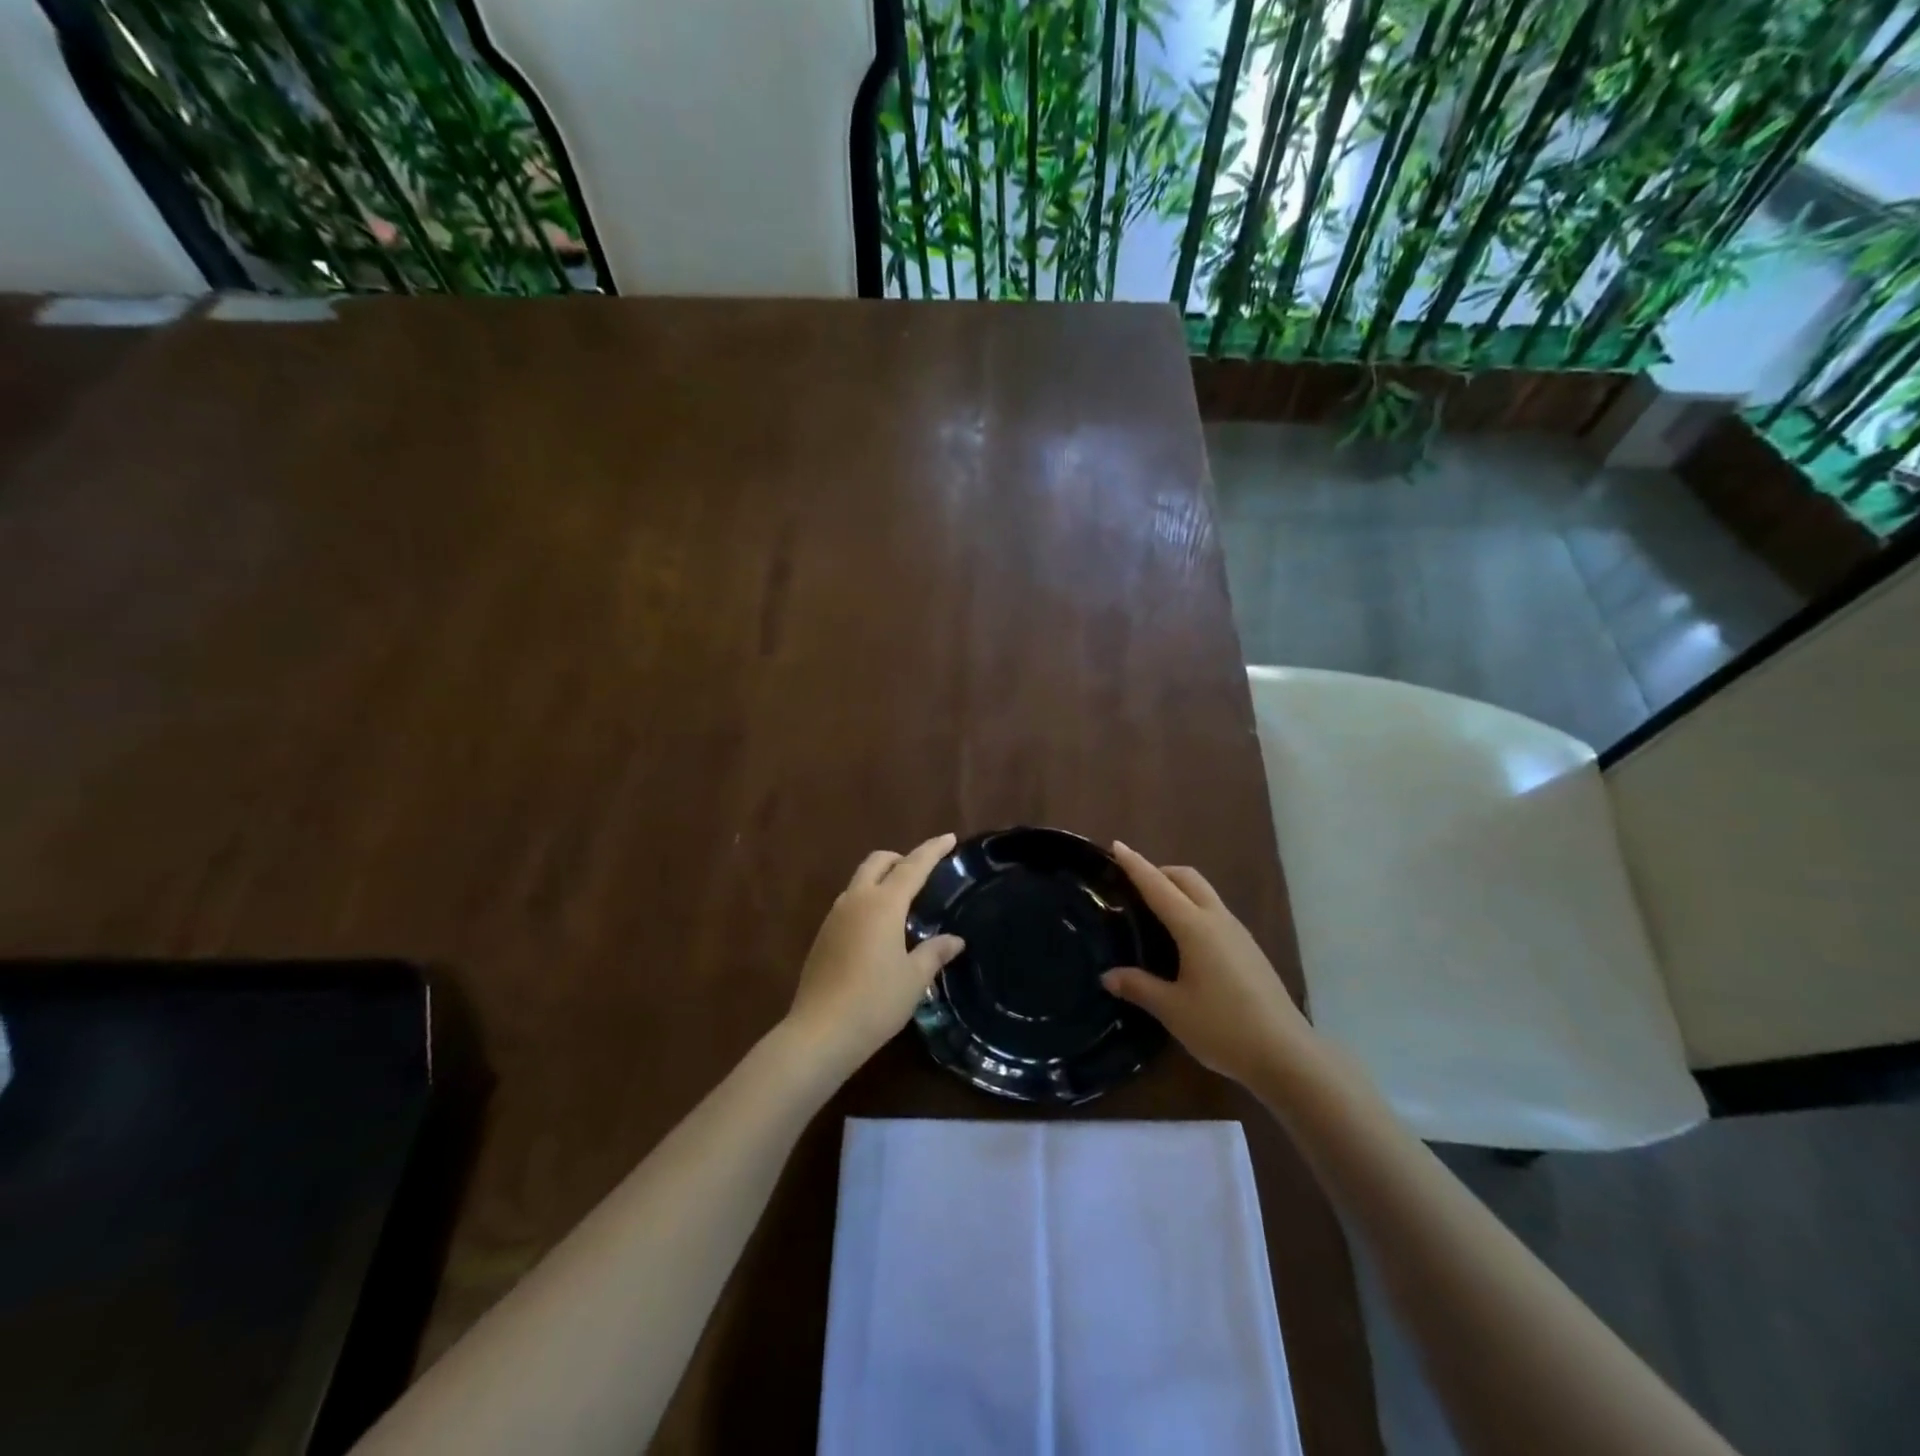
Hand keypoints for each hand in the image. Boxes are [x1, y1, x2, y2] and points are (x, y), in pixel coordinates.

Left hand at [785, 833, 965, 1075]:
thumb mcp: (914, 978)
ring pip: (860, 881)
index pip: (913, 866)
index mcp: (883, 904)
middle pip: (878, 862)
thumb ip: (934, 952)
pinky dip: (868, 901)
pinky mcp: (823, 935)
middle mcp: (856, 900)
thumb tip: (955, 940)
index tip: (949, 838)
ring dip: (881, 879)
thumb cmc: (875, 1001)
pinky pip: (849, 903)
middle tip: (922, 872)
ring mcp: (834, 916)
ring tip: (903, 901)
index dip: (932, 850)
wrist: (820, 1032)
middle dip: (901, 859)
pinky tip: (879, 929)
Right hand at [1101, 841, 1314, 1087]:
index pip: (1158, 886)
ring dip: (1179, 889)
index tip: (1117, 845)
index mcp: (1195, 928)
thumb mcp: (1172, 1010)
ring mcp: (1238, 934)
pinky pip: (1215, 913)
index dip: (1136, 865)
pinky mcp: (1249, 950)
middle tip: (1133, 882)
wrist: (1286, 1054)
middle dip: (1160, 871)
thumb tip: (1108, 975)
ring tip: (1155, 909)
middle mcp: (1218, 920)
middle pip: (1187, 878)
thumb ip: (1139, 987)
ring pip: (1204, 894)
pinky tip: (1184, 940)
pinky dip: (1193, 908)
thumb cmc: (1222, 1027)